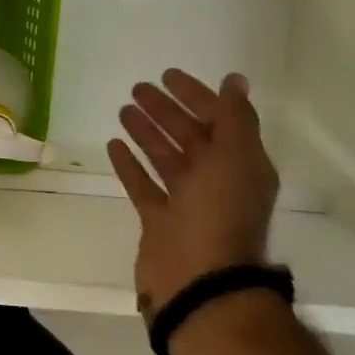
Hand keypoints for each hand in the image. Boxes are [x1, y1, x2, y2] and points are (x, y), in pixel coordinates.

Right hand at [106, 69, 278, 322]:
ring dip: (146, 133)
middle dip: (166, 110)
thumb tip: (235, 80)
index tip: (168, 75)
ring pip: (164, 157)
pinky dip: (129, 164)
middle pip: (189, 136)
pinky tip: (113, 144)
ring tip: (123, 110)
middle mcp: (215, 180)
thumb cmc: (219, 213)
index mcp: (240, 165)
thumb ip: (234, 118)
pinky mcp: (158, 219)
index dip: (196, 96)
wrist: (199, 279)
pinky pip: (142, 184)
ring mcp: (185, 201)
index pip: (219, 120)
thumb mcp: (235, 159)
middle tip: (138, 88)